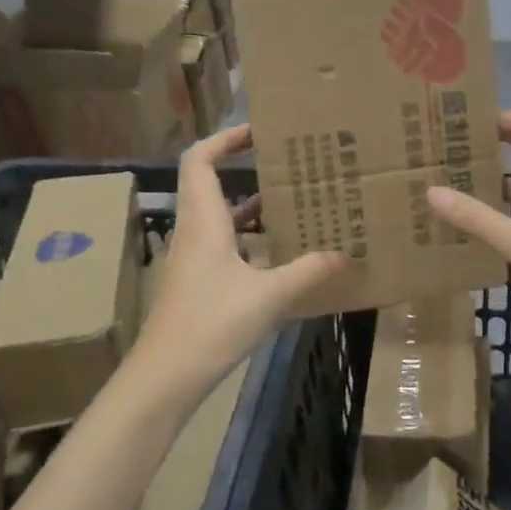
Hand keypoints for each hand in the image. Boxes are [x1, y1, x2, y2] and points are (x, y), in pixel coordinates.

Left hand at [129, 124, 346, 406]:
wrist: (165, 378)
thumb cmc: (211, 324)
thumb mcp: (268, 296)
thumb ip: (308, 271)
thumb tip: (345, 252)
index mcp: (204, 221)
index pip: (201, 160)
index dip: (225, 138)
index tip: (260, 131)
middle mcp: (195, 231)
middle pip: (211, 183)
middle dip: (247, 168)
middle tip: (289, 164)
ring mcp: (194, 258)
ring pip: (221, 216)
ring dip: (252, 206)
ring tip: (294, 202)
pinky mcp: (198, 282)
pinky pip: (226, 244)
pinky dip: (251, 239)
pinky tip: (281, 252)